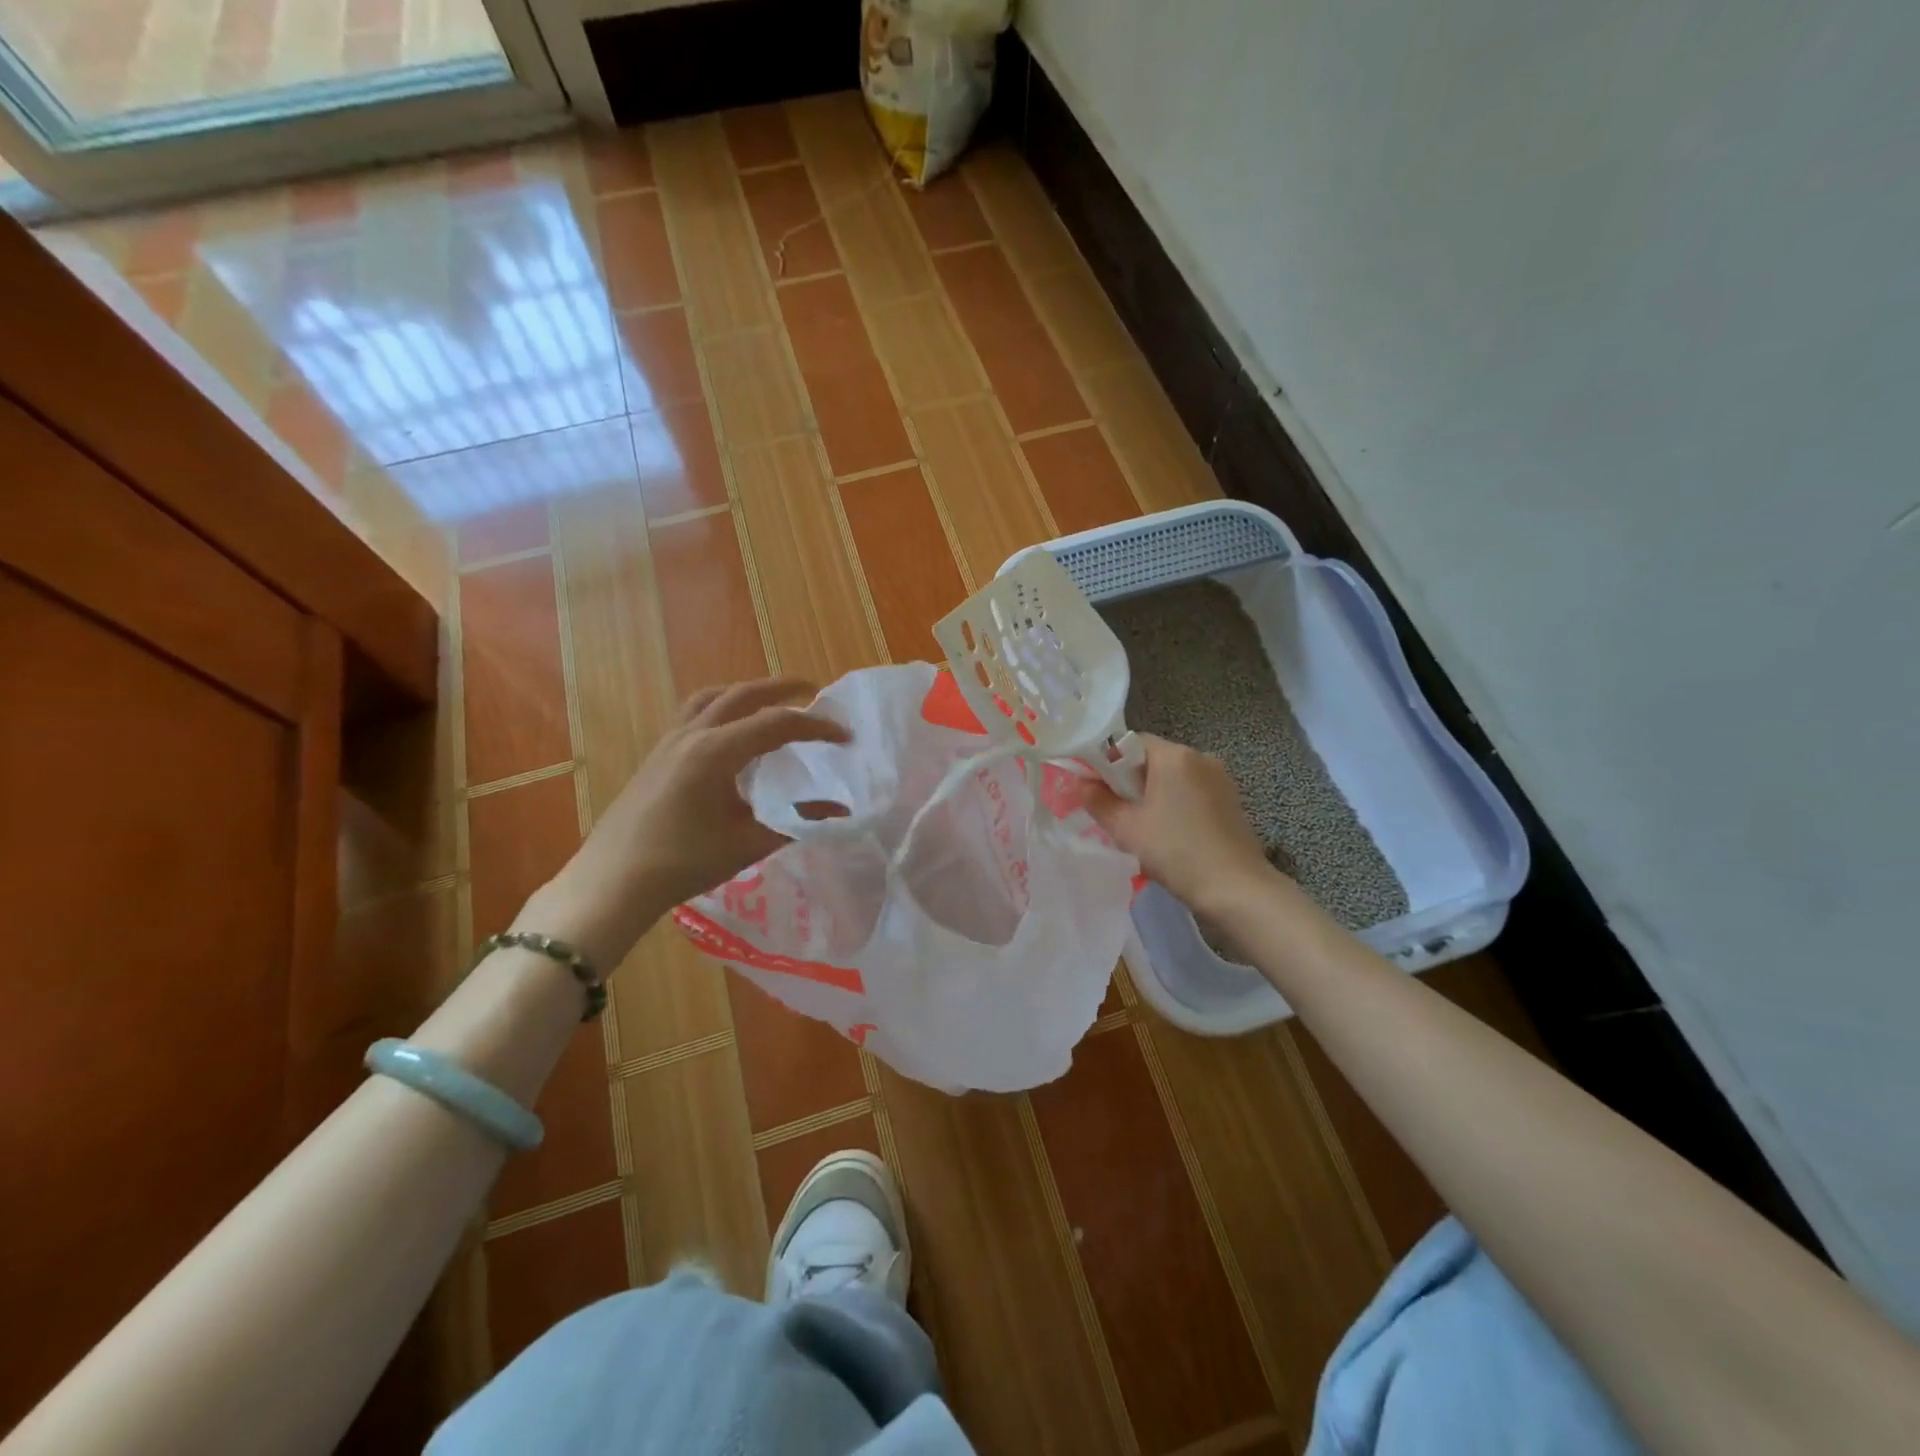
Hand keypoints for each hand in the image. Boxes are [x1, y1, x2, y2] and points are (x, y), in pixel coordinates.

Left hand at [522, 678, 848, 969]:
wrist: (613, 882)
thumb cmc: (683, 863)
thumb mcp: (748, 843)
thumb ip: (797, 821)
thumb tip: (841, 811)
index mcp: (716, 751)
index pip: (777, 724)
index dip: (816, 726)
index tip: (844, 736)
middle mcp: (692, 735)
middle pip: (743, 695)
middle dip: (782, 688)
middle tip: (813, 691)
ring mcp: (669, 741)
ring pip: (712, 697)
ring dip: (746, 692)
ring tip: (770, 701)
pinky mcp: (656, 754)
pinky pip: (693, 713)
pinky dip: (721, 707)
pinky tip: (730, 732)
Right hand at [1079, 734, 1274, 916]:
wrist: (1236, 888)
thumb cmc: (1175, 851)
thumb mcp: (1126, 828)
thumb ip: (1098, 801)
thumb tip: (1082, 784)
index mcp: (1173, 755)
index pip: (1130, 742)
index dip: (1108, 762)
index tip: (1097, 789)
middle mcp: (1200, 757)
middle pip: (1153, 758)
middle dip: (1131, 780)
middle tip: (1116, 812)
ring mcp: (1220, 778)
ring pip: (1173, 776)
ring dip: (1154, 793)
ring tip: (1144, 826)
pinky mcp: (1231, 799)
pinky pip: (1192, 790)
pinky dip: (1176, 803)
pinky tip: (1171, 832)